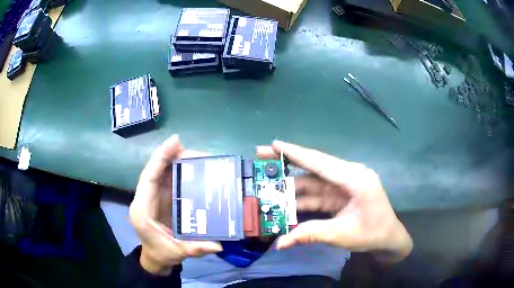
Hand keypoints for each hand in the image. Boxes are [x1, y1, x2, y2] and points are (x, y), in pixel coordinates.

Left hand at [129, 135, 221, 274]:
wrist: (155, 257)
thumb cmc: (161, 253)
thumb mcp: (176, 252)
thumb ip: (194, 249)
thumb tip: (218, 245)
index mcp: (142, 209)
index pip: (149, 177)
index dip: (160, 158)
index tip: (175, 141)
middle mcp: (145, 198)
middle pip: (156, 171)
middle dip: (172, 156)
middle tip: (196, 152)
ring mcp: (153, 197)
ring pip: (162, 172)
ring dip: (177, 161)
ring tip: (197, 157)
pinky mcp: (161, 198)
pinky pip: (168, 180)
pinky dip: (179, 171)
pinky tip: (193, 168)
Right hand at [256, 141, 412, 261]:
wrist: (389, 238)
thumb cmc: (372, 233)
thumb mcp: (342, 235)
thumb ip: (310, 234)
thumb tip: (280, 243)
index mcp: (355, 178)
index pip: (320, 162)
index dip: (295, 153)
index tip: (274, 144)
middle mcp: (348, 175)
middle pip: (314, 166)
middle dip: (287, 162)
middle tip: (261, 156)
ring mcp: (344, 185)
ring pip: (313, 181)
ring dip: (291, 184)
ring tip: (267, 184)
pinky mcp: (340, 194)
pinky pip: (317, 193)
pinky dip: (301, 198)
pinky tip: (284, 202)